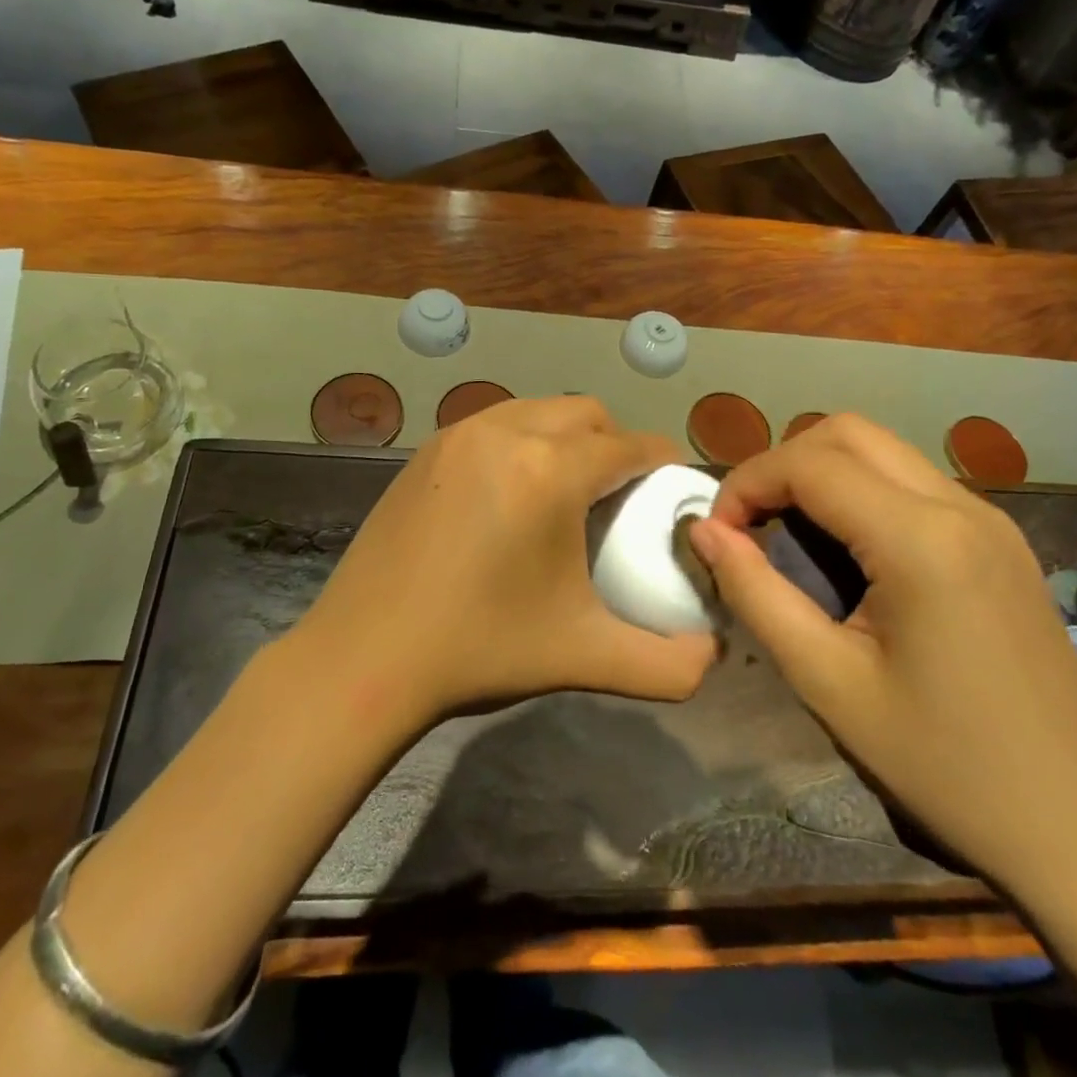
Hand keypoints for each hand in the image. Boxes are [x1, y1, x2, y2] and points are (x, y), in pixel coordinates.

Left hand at [299, 397, 718, 730]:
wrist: (364, 658)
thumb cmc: (481, 649)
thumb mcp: (586, 658)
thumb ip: (667, 665)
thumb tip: (713, 656)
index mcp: (551, 470)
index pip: (630, 446)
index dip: (663, 463)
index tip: (673, 490)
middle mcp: (506, 432)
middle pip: (586, 413)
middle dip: (616, 443)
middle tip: (621, 495)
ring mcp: (458, 436)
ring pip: (537, 411)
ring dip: (566, 437)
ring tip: (567, 490)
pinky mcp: (425, 451)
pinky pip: (494, 425)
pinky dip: (521, 443)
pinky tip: (511, 494)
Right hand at [686, 415, 1076, 898]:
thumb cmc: (944, 765)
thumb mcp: (828, 682)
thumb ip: (756, 594)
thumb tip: (703, 531)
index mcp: (920, 539)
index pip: (809, 463)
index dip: (747, 484)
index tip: (717, 534)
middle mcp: (960, 507)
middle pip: (847, 433)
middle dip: (782, 464)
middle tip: (749, 525)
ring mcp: (990, 520)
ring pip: (882, 451)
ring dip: (821, 474)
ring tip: (788, 536)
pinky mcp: (1001, 542)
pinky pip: (913, 484)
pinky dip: (861, 493)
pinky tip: (848, 554)